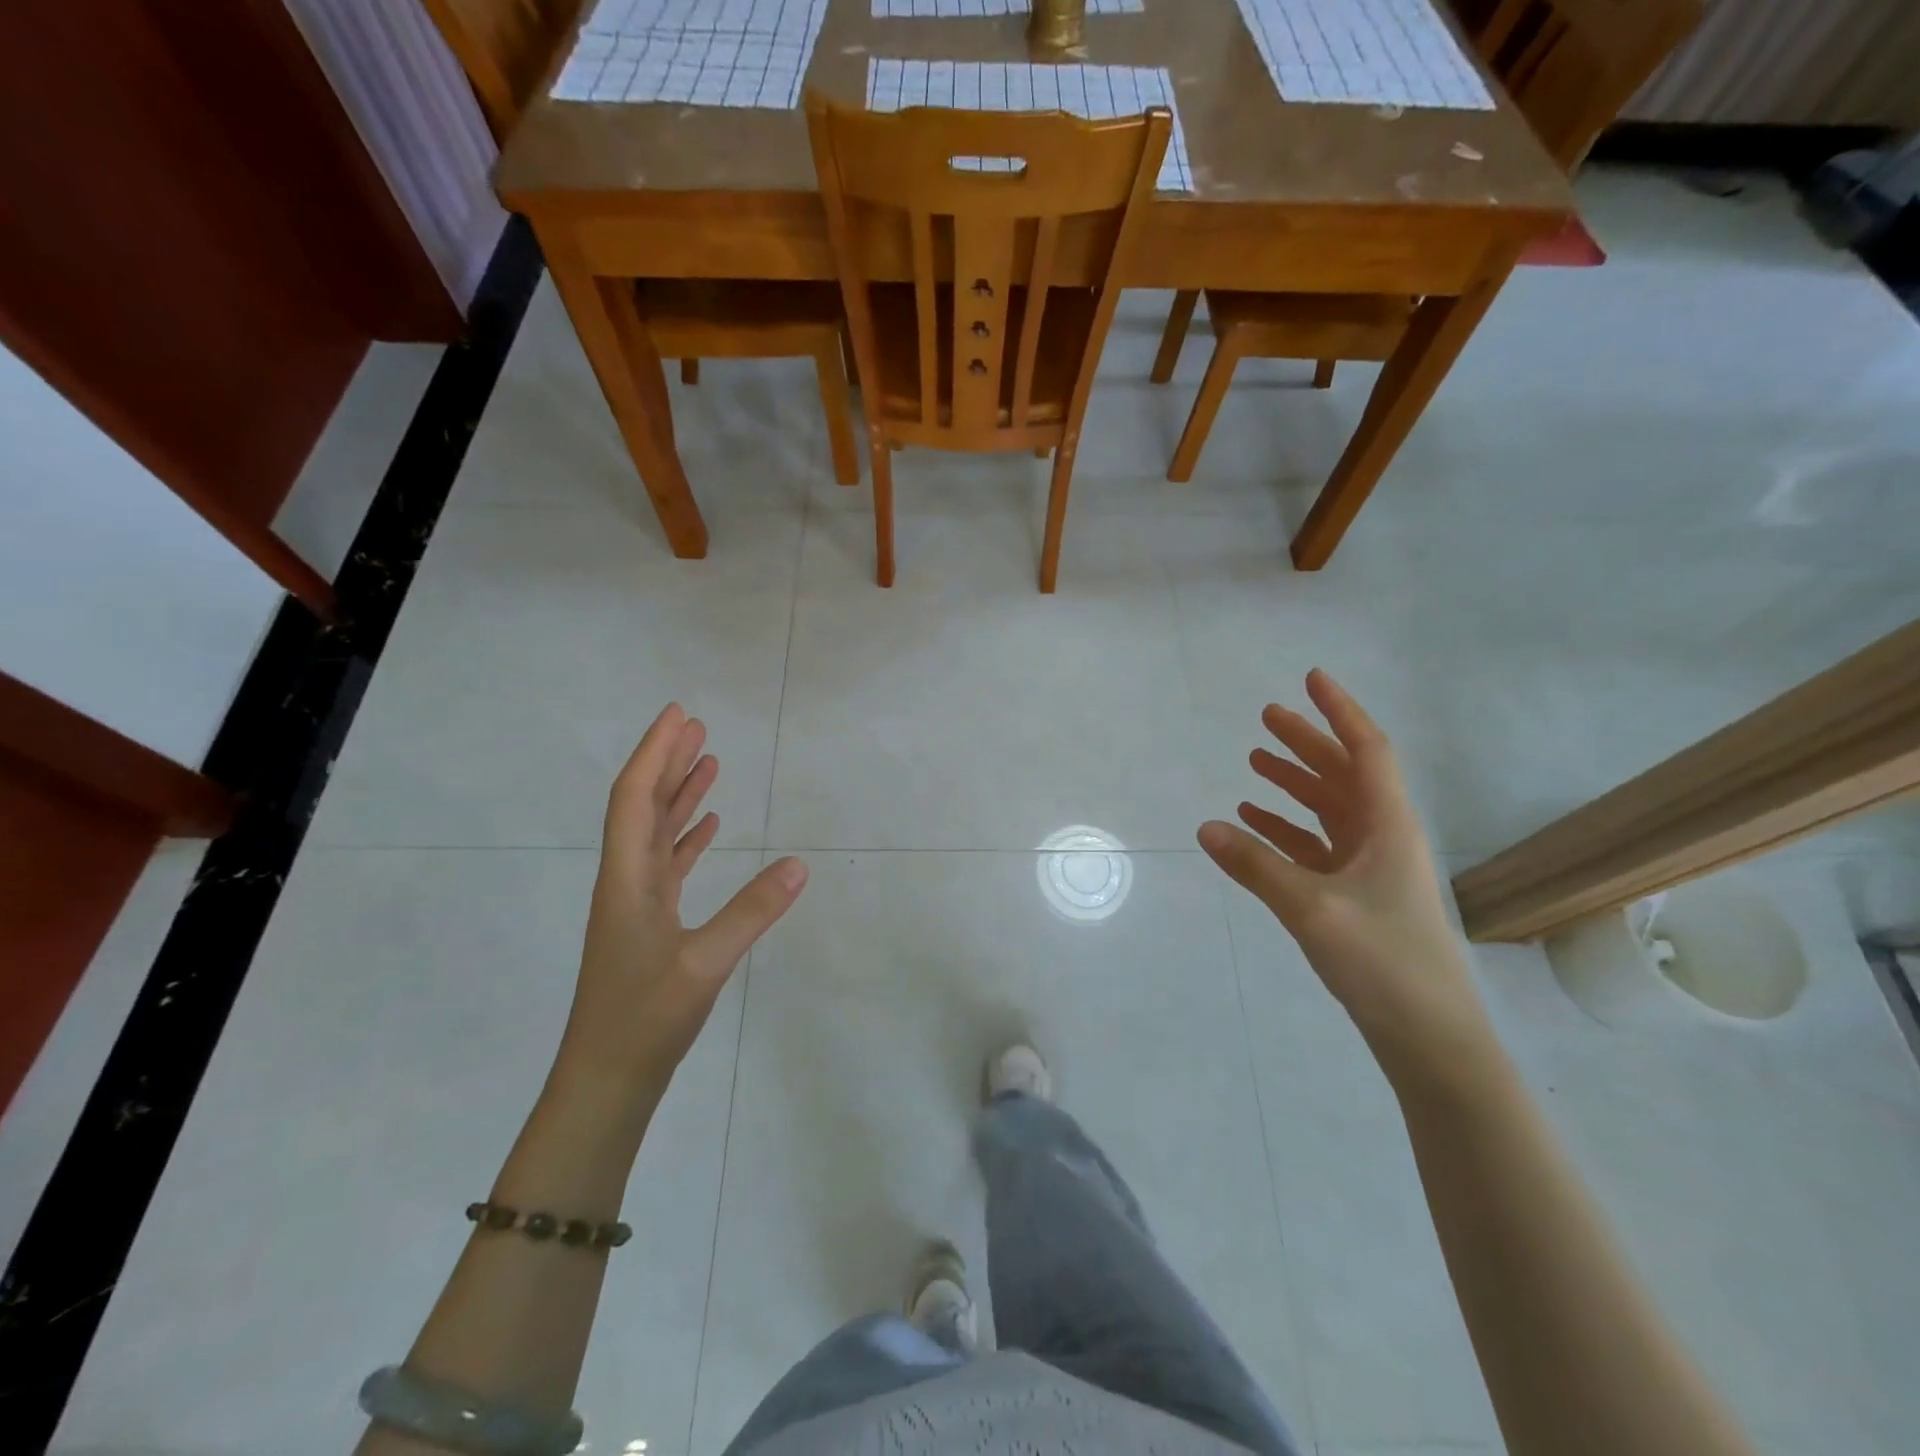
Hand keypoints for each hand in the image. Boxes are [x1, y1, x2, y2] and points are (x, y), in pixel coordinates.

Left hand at [558, 705, 807, 1101]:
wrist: (605, 1082)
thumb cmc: (644, 1020)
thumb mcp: (703, 964)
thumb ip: (752, 912)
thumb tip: (800, 865)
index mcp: (627, 879)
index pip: (634, 798)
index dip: (655, 753)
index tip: (679, 715)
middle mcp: (626, 881)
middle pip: (642, 806)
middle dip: (668, 762)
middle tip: (698, 727)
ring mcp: (635, 904)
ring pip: (655, 833)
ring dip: (679, 795)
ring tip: (708, 763)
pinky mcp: (648, 925)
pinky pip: (668, 864)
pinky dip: (687, 836)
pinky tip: (709, 826)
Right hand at [1197, 670, 1490, 1072]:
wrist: (1430, 1036)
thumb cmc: (1383, 962)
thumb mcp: (1311, 910)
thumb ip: (1256, 866)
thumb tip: (1205, 826)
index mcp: (1388, 826)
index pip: (1366, 751)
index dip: (1339, 712)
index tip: (1312, 679)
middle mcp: (1383, 837)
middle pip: (1343, 774)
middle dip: (1307, 742)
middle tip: (1267, 717)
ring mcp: (1371, 868)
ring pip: (1329, 809)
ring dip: (1295, 783)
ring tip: (1254, 762)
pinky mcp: (1356, 896)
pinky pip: (1317, 846)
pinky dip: (1287, 829)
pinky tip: (1255, 823)